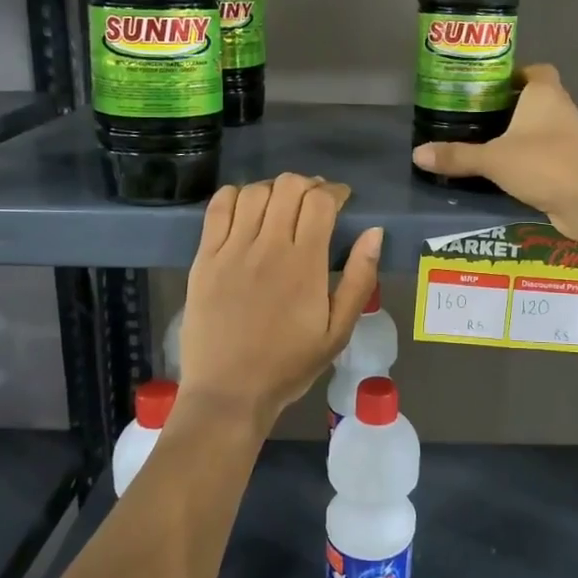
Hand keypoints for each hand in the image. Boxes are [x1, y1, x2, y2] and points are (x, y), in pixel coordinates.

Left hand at [180, 174, 382, 430]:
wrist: (229, 392)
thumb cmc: (288, 365)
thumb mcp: (338, 332)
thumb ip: (359, 279)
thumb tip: (374, 233)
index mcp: (304, 264)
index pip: (320, 202)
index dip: (334, 191)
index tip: (341, 199)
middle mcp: (267, 247)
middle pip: (288, 186)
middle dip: (308, 185)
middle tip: (314, 202)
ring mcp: (231, 250)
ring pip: (254, 192)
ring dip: (274, 189)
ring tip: (281, 205)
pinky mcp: (204, 258)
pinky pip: (217, 208)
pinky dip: (235, 195)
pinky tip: (245, 207)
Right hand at [411, 65, 577, 236]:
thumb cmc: (544, 164)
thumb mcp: (493, 160)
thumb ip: (457, 156)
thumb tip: (417, 154)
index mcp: (545, 94)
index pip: (535, 70)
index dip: (515, 74)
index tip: (490, 85)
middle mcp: (562, 110)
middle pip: (538, 98)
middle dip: (512, 105)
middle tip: (479, 114)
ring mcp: (573, 138)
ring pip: (544, 127)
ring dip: (523, 133)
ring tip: (489, 142)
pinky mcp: (576, 165)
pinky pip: (549, 153)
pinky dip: (532, 158)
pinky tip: (509, 170)